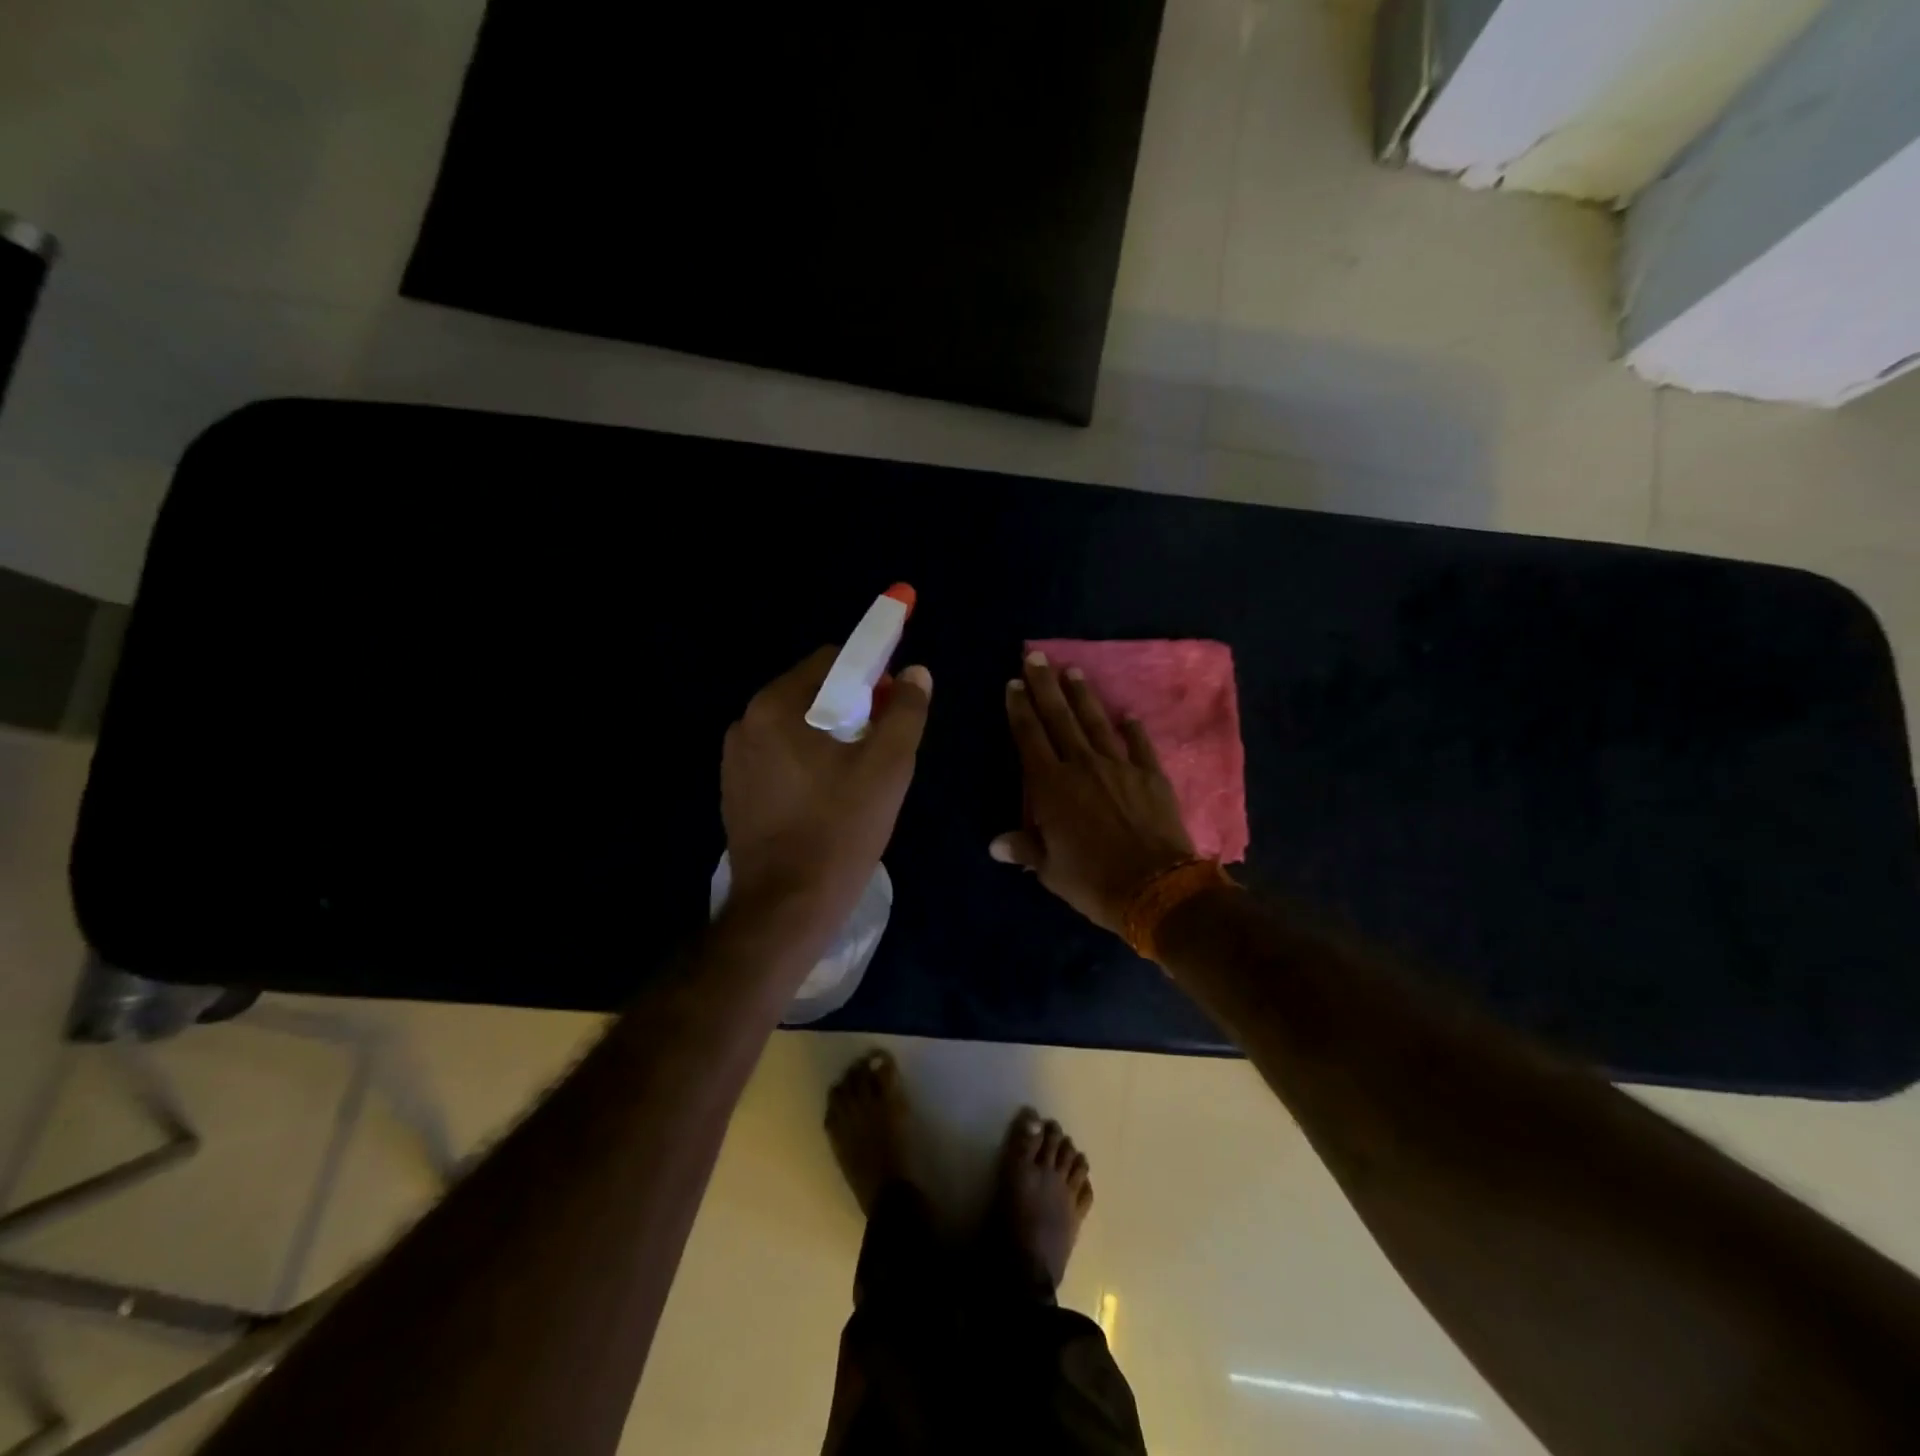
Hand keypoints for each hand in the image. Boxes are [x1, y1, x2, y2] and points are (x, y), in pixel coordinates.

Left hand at [721, 647, 931, 953]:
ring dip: (828, 738)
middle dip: (851, 709)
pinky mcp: (735, 792)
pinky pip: (780, 758)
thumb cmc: (841, 829)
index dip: (870, 675)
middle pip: (811, 693)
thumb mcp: (888, 766)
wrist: (787, 907)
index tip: (893, 708)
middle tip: (880, 748)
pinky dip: (806, 764)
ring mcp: (735, 760)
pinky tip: (827, 799)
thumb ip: (906, 712)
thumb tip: (916, 673)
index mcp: (776, 706)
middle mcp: (746, 723)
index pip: (830, 660)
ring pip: (796, 728)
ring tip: (856, 778)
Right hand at [992, 652, 1193, 932]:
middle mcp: (1082, 765)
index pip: (1029, 737)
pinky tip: (1127, 714)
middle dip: (1045, 686)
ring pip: (1096, 722)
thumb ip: (1025, 848)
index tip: (1013, 683)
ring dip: (1083, 696)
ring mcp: (1119, 766)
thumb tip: (995, 844)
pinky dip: (1132, 728)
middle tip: (1036, 656)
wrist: (1155, 887)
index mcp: (1051, 786)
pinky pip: (1139, 745)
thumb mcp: (1050, 869)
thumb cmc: (1092, 880)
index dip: (1019, 709)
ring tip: (1073, 671)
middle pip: (1059, 718)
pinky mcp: (1151, 774)